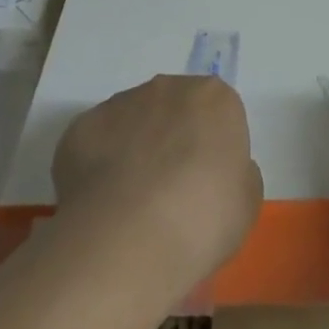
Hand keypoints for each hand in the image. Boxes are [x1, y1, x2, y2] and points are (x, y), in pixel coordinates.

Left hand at [52, 74, 262, 287]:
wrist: (128, 241)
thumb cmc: (202, 220)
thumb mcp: (246, 203)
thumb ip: (238, 174)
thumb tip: (219, 171)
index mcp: (215, 98)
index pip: (218, 113)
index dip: (211, 149)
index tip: (206, 185)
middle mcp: (168, 87)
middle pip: (174, 109)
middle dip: (171, 140)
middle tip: (169, 193)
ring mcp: (121, 102)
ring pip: (132, 122)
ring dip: (134, 149)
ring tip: (129, 205)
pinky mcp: (82, 125)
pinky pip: (95, 142)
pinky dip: (97, 166)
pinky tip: (101, 206)